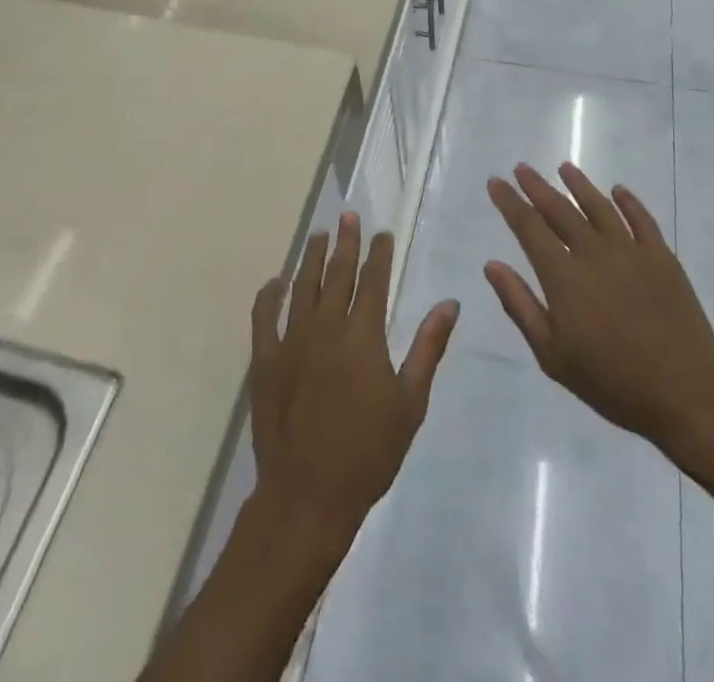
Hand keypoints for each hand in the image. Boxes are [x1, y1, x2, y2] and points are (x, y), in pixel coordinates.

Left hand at [249, 212, 457, 553]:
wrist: (308, 495)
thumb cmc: (368, 453)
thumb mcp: (410, 403)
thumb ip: (428, 348)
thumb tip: (449, 304)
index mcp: (363, 335)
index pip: (373, 281)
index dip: (379, 254)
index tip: (382, 233)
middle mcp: (325, 326)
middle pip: (337, 273)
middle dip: (346, 242)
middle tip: (349, 216)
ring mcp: (291, 340)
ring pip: (302, 286)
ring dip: (312, 257)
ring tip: (319, 234)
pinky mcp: (265, 359)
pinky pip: (264, 315)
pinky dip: (269, 294)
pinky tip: (275, 280)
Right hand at [485, 163, 713, 457]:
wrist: (685, 395)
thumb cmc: (611, 382)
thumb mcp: (552, 355)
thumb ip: (520, 305)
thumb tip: (492, 264)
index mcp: (563, 277)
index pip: (529, 227)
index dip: (510, 202)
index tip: (496, 182)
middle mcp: (594, 253)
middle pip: (559, 209)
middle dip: (537, 186)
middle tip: (521, 168)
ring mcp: (631, 251)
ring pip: (599, 206)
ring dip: (579, 184)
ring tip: (564, 168)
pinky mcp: (662, 258)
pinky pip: (641, 219)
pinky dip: (627, 201)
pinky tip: (618, 190)